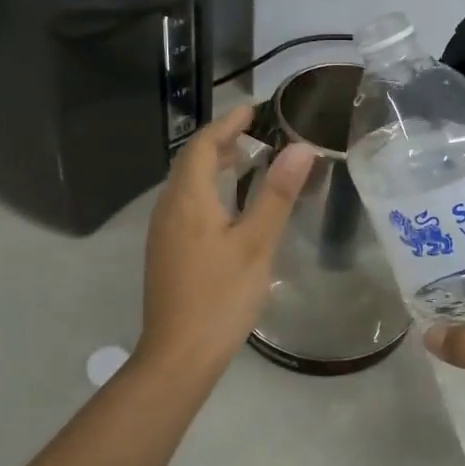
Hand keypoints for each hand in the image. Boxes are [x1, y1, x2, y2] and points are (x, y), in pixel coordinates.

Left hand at [138, 104, 315, 378]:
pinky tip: (230, 207)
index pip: (203, 144)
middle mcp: (169, 208)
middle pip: (191, 161)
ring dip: (214, 166)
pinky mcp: (167, 252)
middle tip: (256, 134)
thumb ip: (276, 194)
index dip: (228, 123)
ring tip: (247, 162)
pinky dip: (208, 190)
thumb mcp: (257, 244)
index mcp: (188, 199)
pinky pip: (186, 205)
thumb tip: (300, 147)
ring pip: (187, 184)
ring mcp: (164, 232)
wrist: (178, 356)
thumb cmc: (221, 297)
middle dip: (221, 142)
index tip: (254, 109)